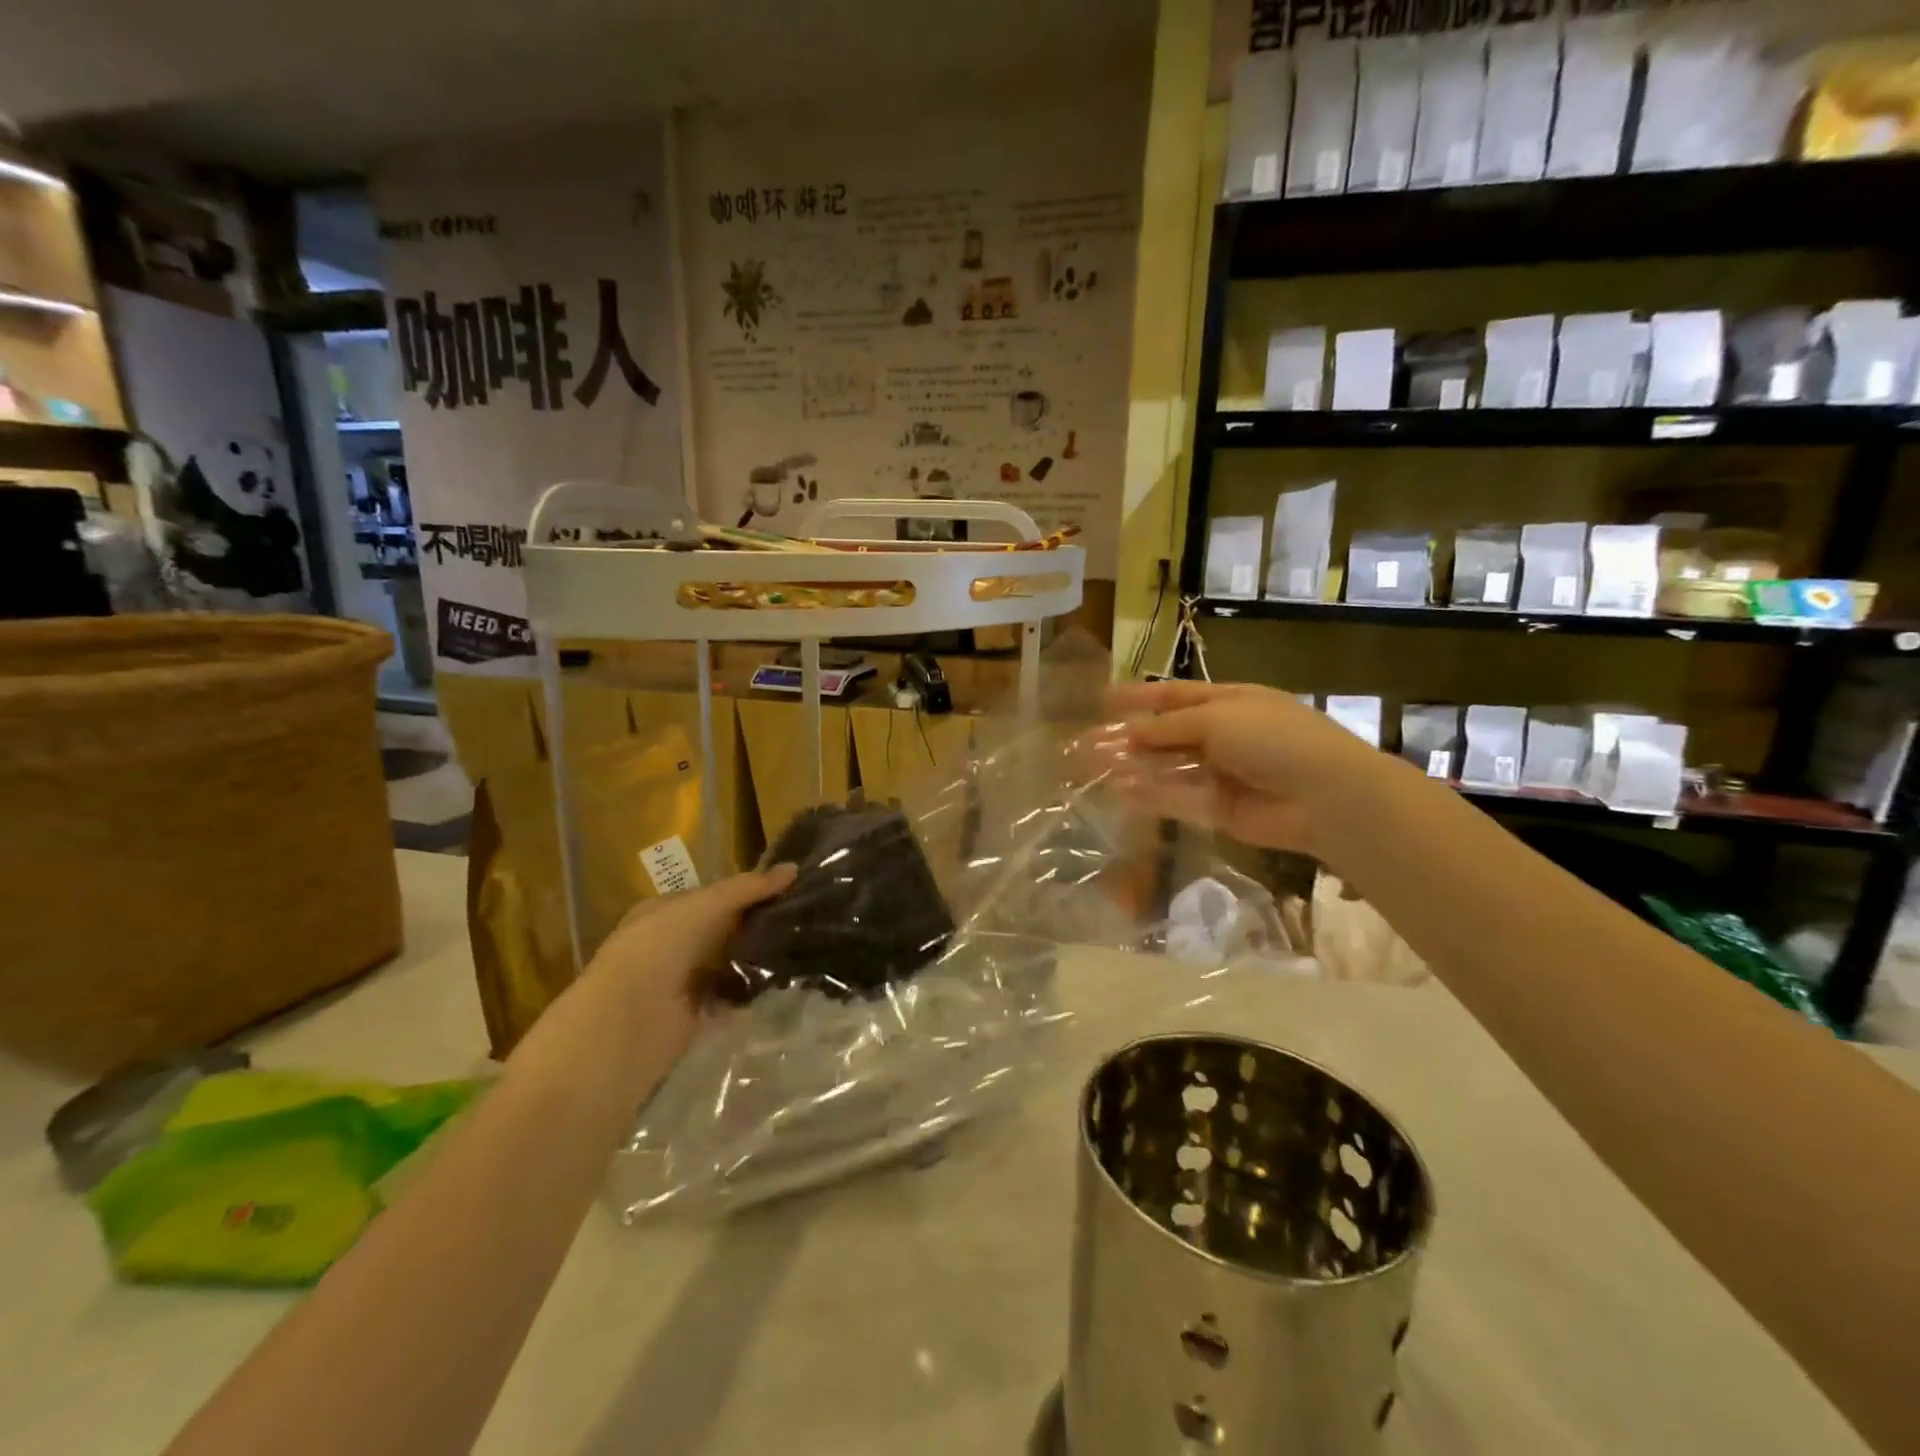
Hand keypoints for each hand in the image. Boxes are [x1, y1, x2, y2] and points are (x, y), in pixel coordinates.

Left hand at [585, 864, 797, 1048]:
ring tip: (803, 948)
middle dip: (758, 925)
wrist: (628, 1020)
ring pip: (730, 963)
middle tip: (804, 917)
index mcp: (664, 911)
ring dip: (758, 959)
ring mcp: (682, 981)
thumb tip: (794, 868)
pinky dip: (752, 994)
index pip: (714, 896)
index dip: (748, 891)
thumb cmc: (660, 946)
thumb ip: (749, 887)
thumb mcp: (706, 905)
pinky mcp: (695, 1015)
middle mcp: (671, 944)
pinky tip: (783, 984)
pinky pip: (732, 998)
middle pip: (724, 930)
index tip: (789, 889)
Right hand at [1106, 680, 1387, 860]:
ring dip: (1134, 767)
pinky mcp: (1220, 809)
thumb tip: (1131, 734)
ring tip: (1094, 769)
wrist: (1323, 794)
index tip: (1104, 700)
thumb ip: (1169, 726)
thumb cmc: (1271, 738)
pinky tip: (1122, 792)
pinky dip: (1152, 795)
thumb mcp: (1217, 718)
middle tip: (1088, 743)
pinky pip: (1179, 799)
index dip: (1140, 696)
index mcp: (1229, 702)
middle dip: (1130, 738)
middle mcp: (1223, 735)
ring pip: (1168, 768)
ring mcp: (1221, 773)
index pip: (1175, 695)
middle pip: (1167, 734)